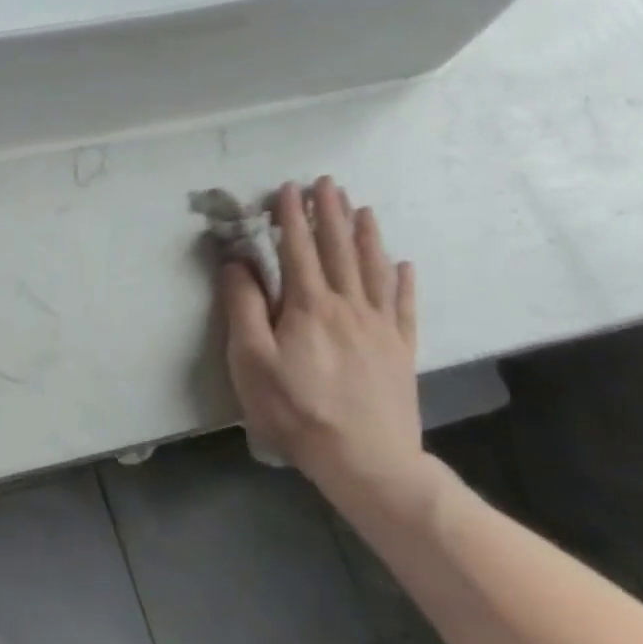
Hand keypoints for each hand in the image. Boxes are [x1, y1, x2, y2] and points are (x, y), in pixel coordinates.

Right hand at [215, 178, 430, 507]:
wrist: (366, 460)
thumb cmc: (295, 409)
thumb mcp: (251, 359)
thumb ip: (243, 306)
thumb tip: (238, 262)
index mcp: (309, 306)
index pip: (297, 249)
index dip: (292, 217)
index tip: (287, 188)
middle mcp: (348, 306)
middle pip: (339, 250)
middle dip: (330, 214)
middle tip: (328, 183)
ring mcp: (380, 327)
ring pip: (374, 270)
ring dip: (366, 236)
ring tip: (362, 209)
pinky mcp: (400, 350)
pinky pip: (404, 305)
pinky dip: (403, 281)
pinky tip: (404, 265)